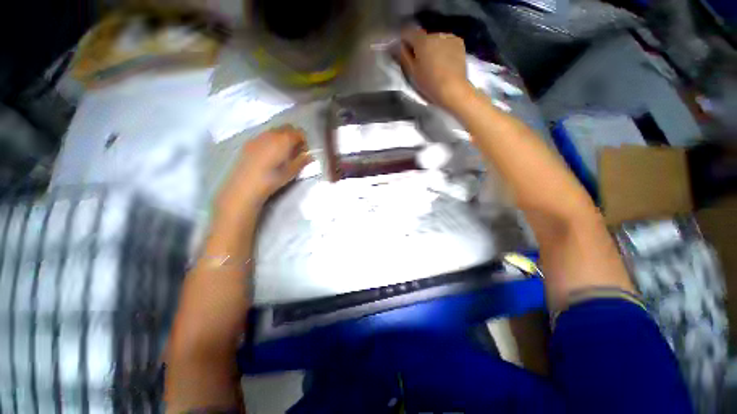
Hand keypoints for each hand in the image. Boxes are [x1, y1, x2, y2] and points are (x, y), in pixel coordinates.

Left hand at [216, 125, 311, 217]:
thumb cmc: (272, 179)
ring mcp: (258, 137)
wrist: (245, 185)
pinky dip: (270, 140)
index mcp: (284, 140)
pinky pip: (264, 136)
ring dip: (281, 138)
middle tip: (295, 150)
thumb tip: (310, 156)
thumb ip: (302, 161)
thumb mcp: (291, 172)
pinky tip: (269, 154)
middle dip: (293, 136)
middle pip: (286, 128)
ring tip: (282, 152)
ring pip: (274, 131)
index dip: (304, 140)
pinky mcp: (249, 142)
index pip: (299, 132)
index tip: (305, 150)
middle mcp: (271, 134)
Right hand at [394, 27, 470, 110]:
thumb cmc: (429, 83)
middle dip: (419, 46)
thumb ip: (403, 56)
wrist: (453, 89)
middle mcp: (435, 34)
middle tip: (419, 62)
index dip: (403, 40)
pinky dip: (443, 49)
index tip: (402, 51)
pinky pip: (446, 43)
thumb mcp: (412, 72)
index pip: (407, 32)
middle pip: (422, 37)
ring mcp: (449, 37)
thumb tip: (397, 45)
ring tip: (433, 63)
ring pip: (435, 40)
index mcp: (422, 40)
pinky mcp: (459, 43)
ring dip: (431, 47)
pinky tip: (444, 61)